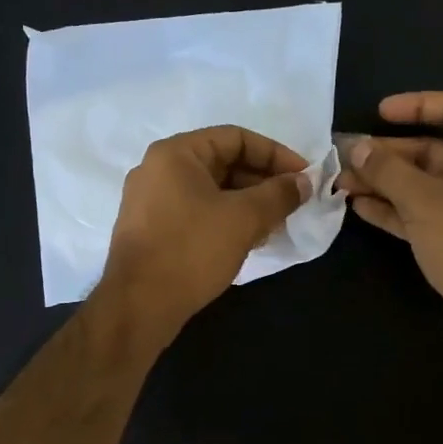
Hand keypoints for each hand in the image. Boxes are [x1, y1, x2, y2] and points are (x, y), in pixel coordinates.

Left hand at [98, 125, 310, 338]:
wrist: (138, 305)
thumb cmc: (192, 250)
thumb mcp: (244, 218)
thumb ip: (279, 194)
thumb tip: (303, 182)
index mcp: (176, 153)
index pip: (236, 138)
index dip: (275, 154)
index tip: (304, 177)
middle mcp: (159, 169)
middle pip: (223, 162)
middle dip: (263, 181)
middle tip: (293, 203)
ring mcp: (152, 201)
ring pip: (212, 190)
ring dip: (248, 202)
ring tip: (277, 224)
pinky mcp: (152, 229)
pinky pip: (198, 211)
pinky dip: (227, 219)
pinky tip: (250, 240)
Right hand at [341, 92, 442, 344]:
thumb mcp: (421, 199)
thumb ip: (386, 170)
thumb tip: (356, 147)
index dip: (418, 104)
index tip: (381, 113)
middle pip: (431, 149)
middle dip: (387, 153)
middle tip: (347, 156)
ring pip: (422, 184)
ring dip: (384, 182)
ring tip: (342, 183)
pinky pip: (422, 211)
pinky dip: (394, 208)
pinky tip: (359, 207)